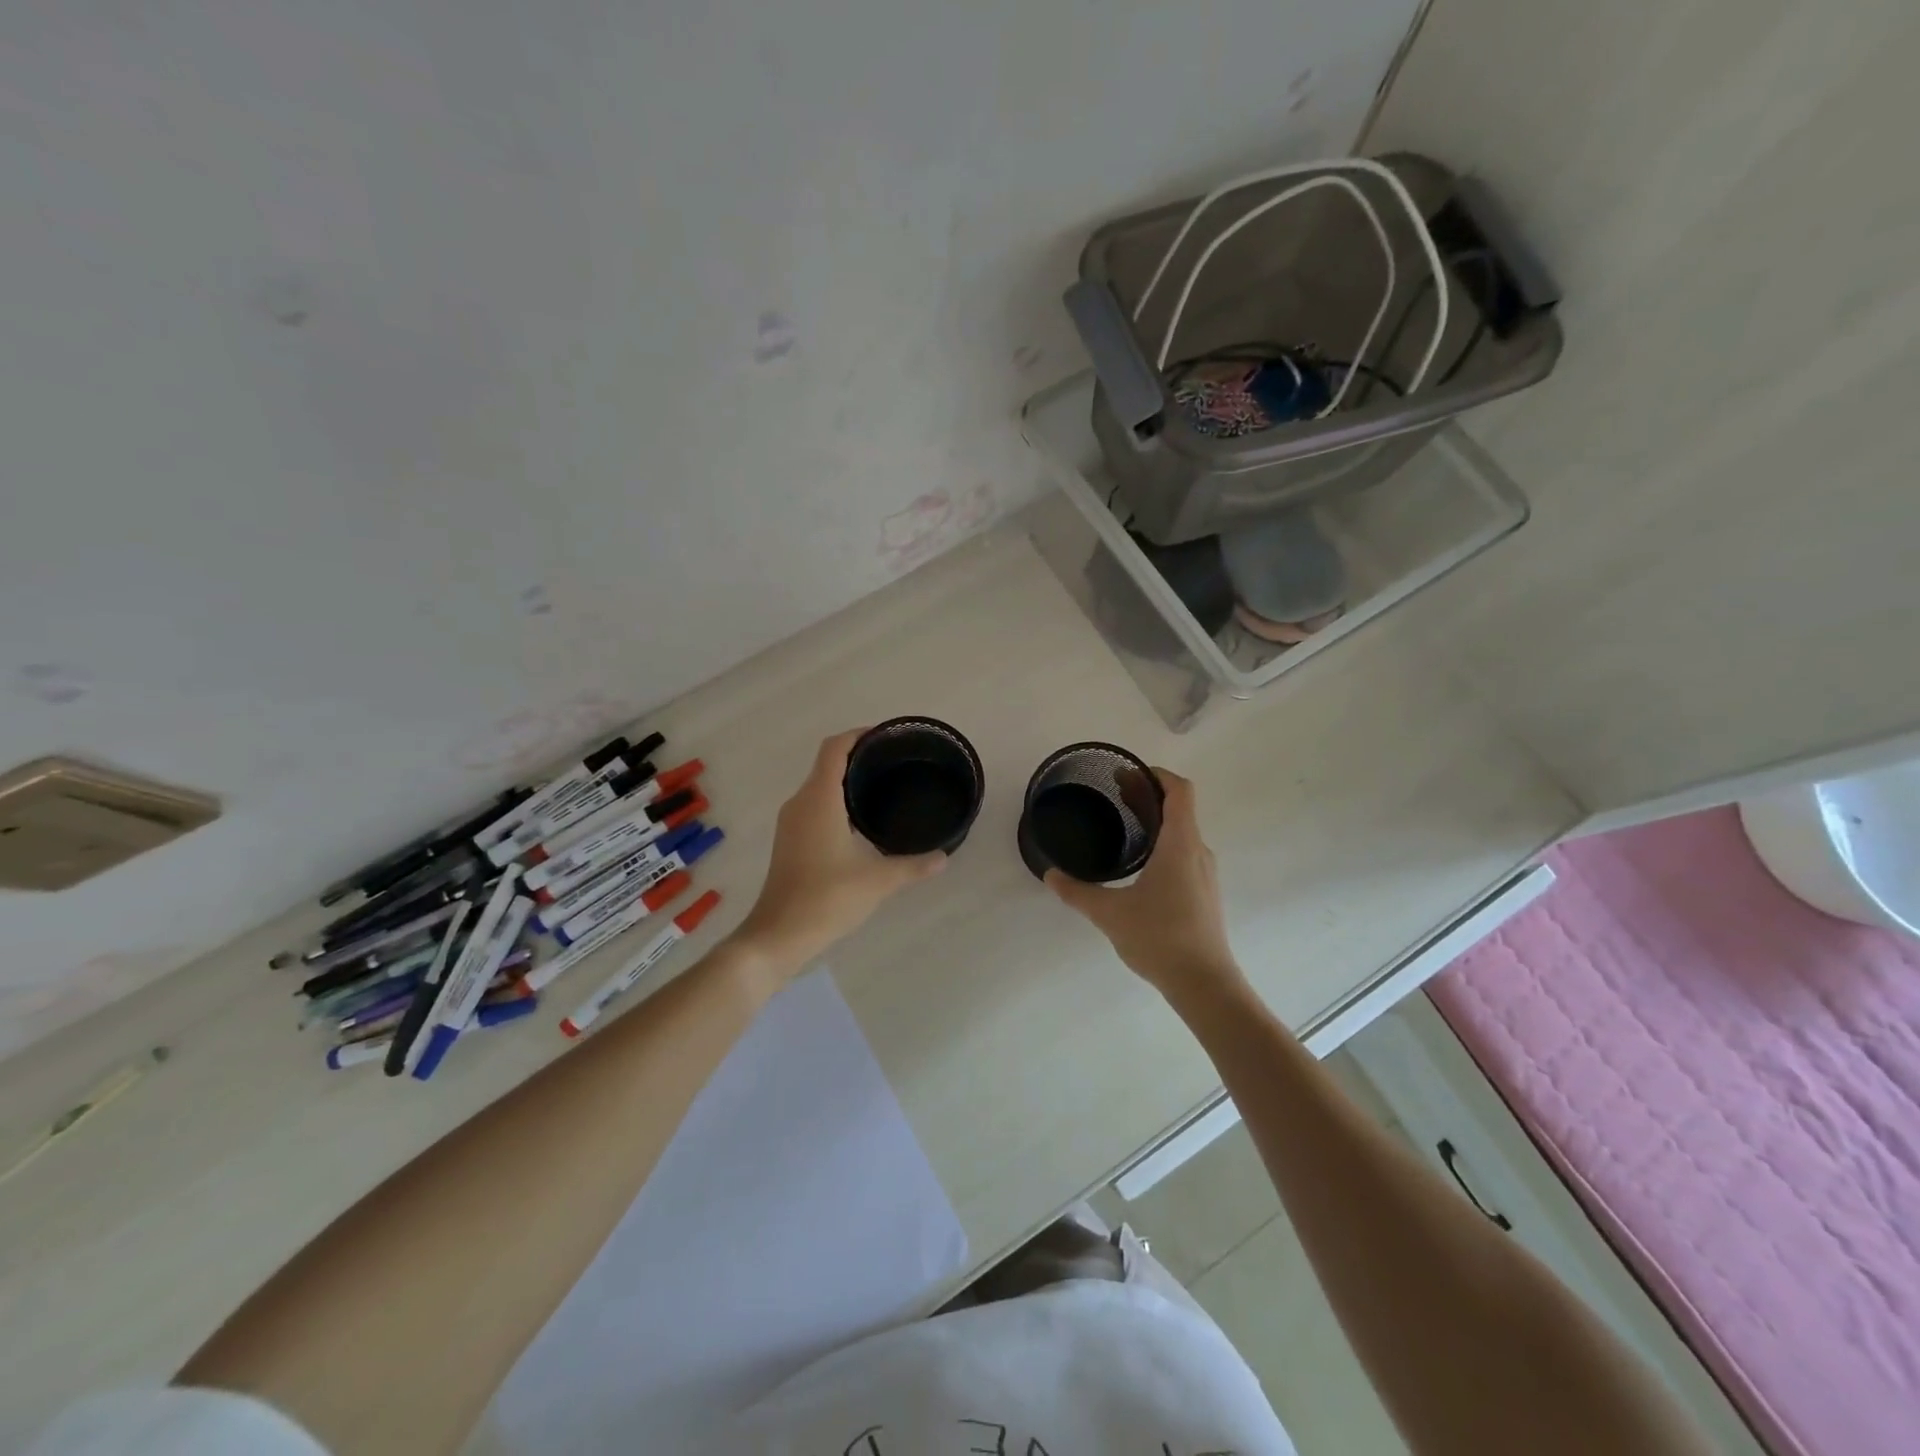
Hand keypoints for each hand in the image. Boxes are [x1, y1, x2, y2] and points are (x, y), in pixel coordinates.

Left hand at [732, 729, 948, 979]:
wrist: (778, 934)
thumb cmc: (826, 899)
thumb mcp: (878, 881)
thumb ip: (913, 866)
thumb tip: (944, 857)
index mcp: (819, 800)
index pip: (834, 748)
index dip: (859, 735)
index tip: (887, 737)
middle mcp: (800, 802)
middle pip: (827, 763)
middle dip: (858, 756)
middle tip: (895, 762)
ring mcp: (791, 822)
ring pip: (819, 784)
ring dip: (846, 779)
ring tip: (882, 785)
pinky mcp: (789, 839)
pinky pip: (814, 804)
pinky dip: (836, 799)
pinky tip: (860, 818)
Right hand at [1044, 768, 1245, 1002]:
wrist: (1205, 984)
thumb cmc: (1160, 938)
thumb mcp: (1109, 913)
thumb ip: (1077, 891)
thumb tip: (1050, 875)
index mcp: (1181, 844)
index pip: (1179, 790)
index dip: (1155, 774)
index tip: (1126, 775)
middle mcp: (1198, 851)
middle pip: (1179, 808)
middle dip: (1148, 795)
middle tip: (1115, 793)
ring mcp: (1205, 874)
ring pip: (1183, 832)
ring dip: (1156, 820)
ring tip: (1124, 824)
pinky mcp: (1204, 893)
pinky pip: (1185, 853)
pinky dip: (1163, 843)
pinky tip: (1140, 864)